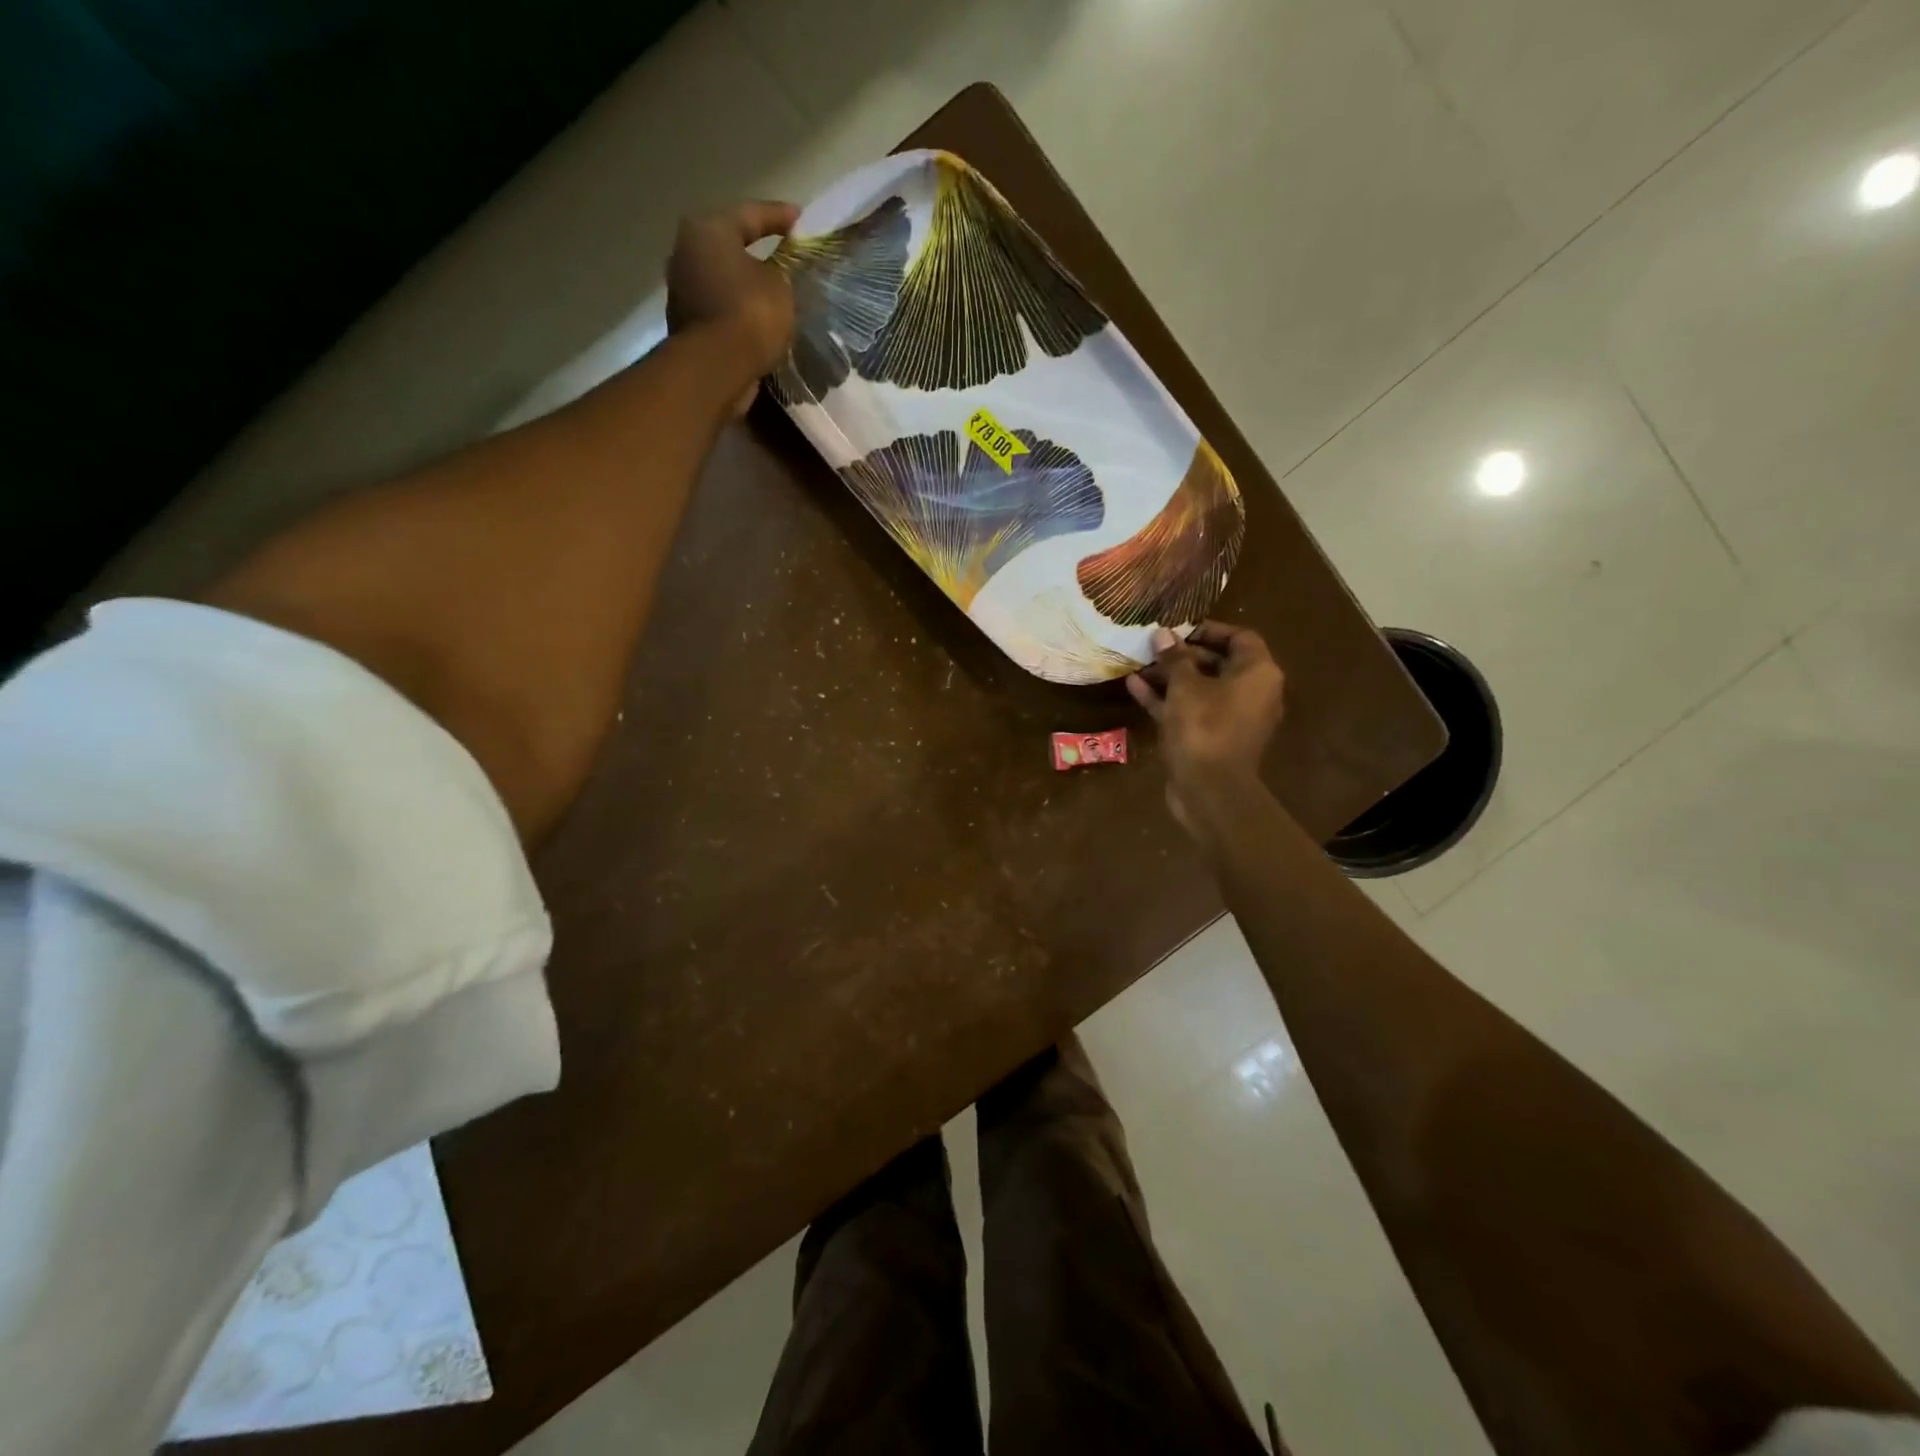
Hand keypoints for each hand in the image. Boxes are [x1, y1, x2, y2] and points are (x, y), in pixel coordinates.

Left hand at [666, 201, 799, 412]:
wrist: (717, 367)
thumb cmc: (750, 314)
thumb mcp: (780, 286)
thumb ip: (779, 273)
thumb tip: (773, 276)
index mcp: (708, 230)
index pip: (750, 214)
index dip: (779, 216)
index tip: (800, 219)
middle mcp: (687, 253)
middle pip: (729, 247)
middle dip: (756, 252)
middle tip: (784, 256)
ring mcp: (682, 291)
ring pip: (723, 281)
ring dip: (746, 287)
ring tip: (773, 293)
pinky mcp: (687, 325)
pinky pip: (720, 310)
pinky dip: (738, 313)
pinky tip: (759, 321)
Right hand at [1127, 622, 1285, 833]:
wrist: (1210, 790)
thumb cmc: (1204, 728)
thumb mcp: (1185, 687)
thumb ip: (1174, 658)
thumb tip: (1163, 634)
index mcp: (1257, 674)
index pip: (1240, 638)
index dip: (1209, 629)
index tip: (1178, 628)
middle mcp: (1251, 693)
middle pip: (1218, 663)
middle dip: (1182, 654)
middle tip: (1152, 646)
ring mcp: (1231, 718)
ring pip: (1200, 688)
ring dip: (1170, 677)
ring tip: (1138, 664)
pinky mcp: (1212, 738)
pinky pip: (1190, 710)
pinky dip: (1167, 699)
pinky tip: (1135, 687)